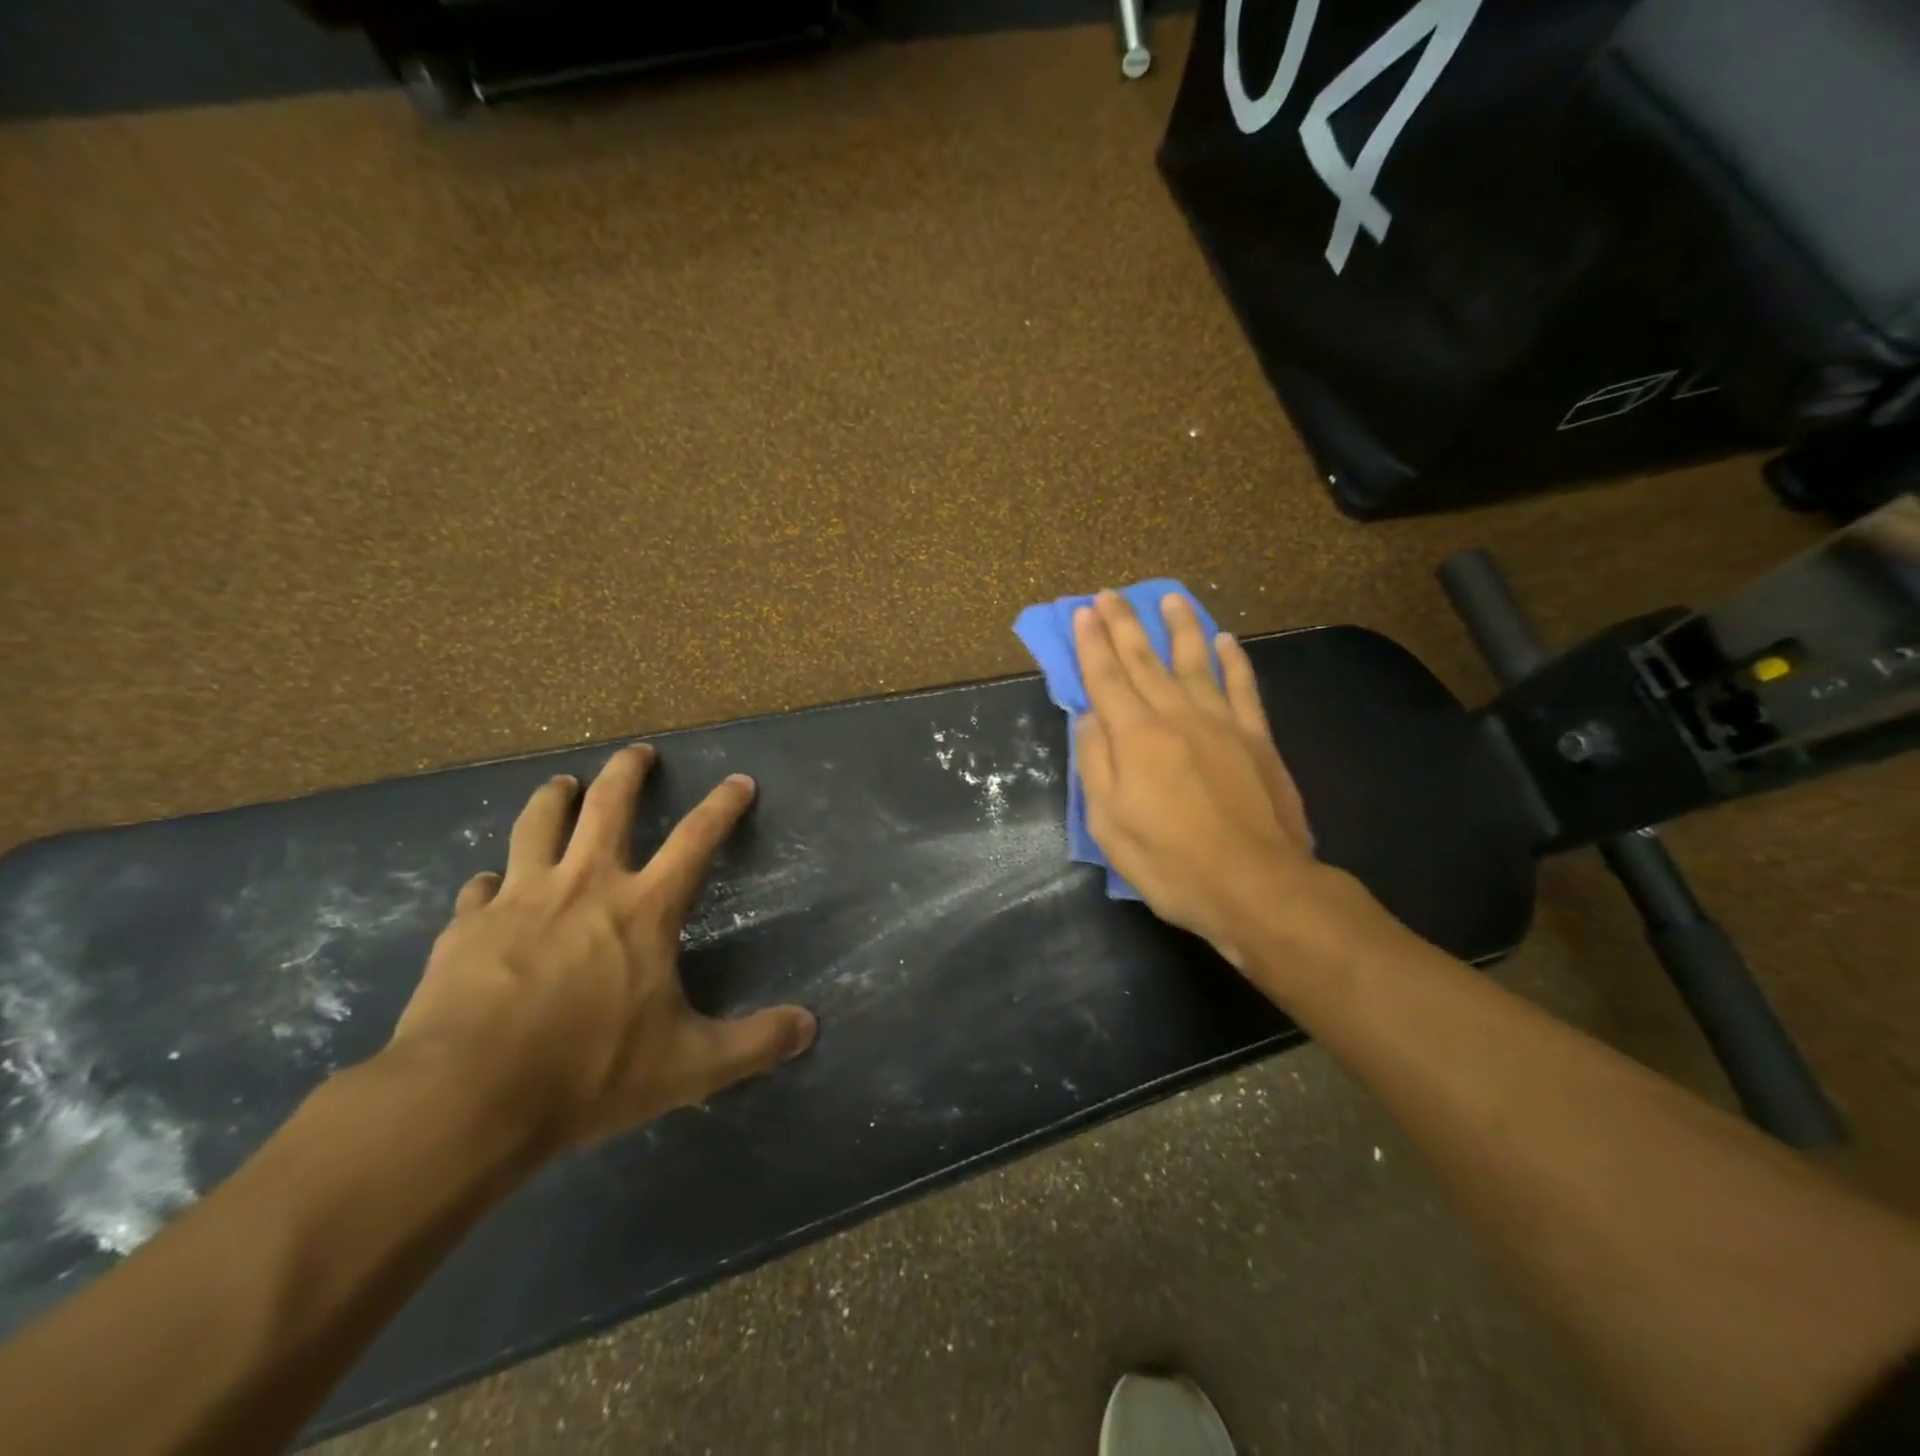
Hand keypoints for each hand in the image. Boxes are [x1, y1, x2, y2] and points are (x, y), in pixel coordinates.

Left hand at [390, 744, 816, 1152]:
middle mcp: (584, 885)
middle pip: (607, 806)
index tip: (739, 781)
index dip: (723, 806)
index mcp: (643, 908)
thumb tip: (810, 1028)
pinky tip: (489, 884)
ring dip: (553, 798)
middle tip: (638, 751)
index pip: (696, 840)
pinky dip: (492, 880)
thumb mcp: (689, 1065)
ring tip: (561, 783)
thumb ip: (754, 1042)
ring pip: (538, 825)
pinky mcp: (467, 927)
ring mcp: (520, 899)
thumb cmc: (589, 1071)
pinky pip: (482, 888)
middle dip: (627, 772)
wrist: (467, 1097)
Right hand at [1073, 591, 1362, 969]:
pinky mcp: (1257, 738)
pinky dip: (1233, 660)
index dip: (1091, 644)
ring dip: (1180, 627)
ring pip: (1196, 661)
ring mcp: (1222, 723)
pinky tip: (1225, 640)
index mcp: (1135, 737)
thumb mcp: (1109, 824)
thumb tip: (1089, 717)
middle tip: (1109, 594)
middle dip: (1123, 625)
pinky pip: (1243, 687)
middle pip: (1144, 660)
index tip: (1081, 613)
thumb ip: (1095, 764)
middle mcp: (1176, 716)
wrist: (1256, 886)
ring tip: (1170, 598)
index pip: (1105, 678)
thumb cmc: (1171, 862)